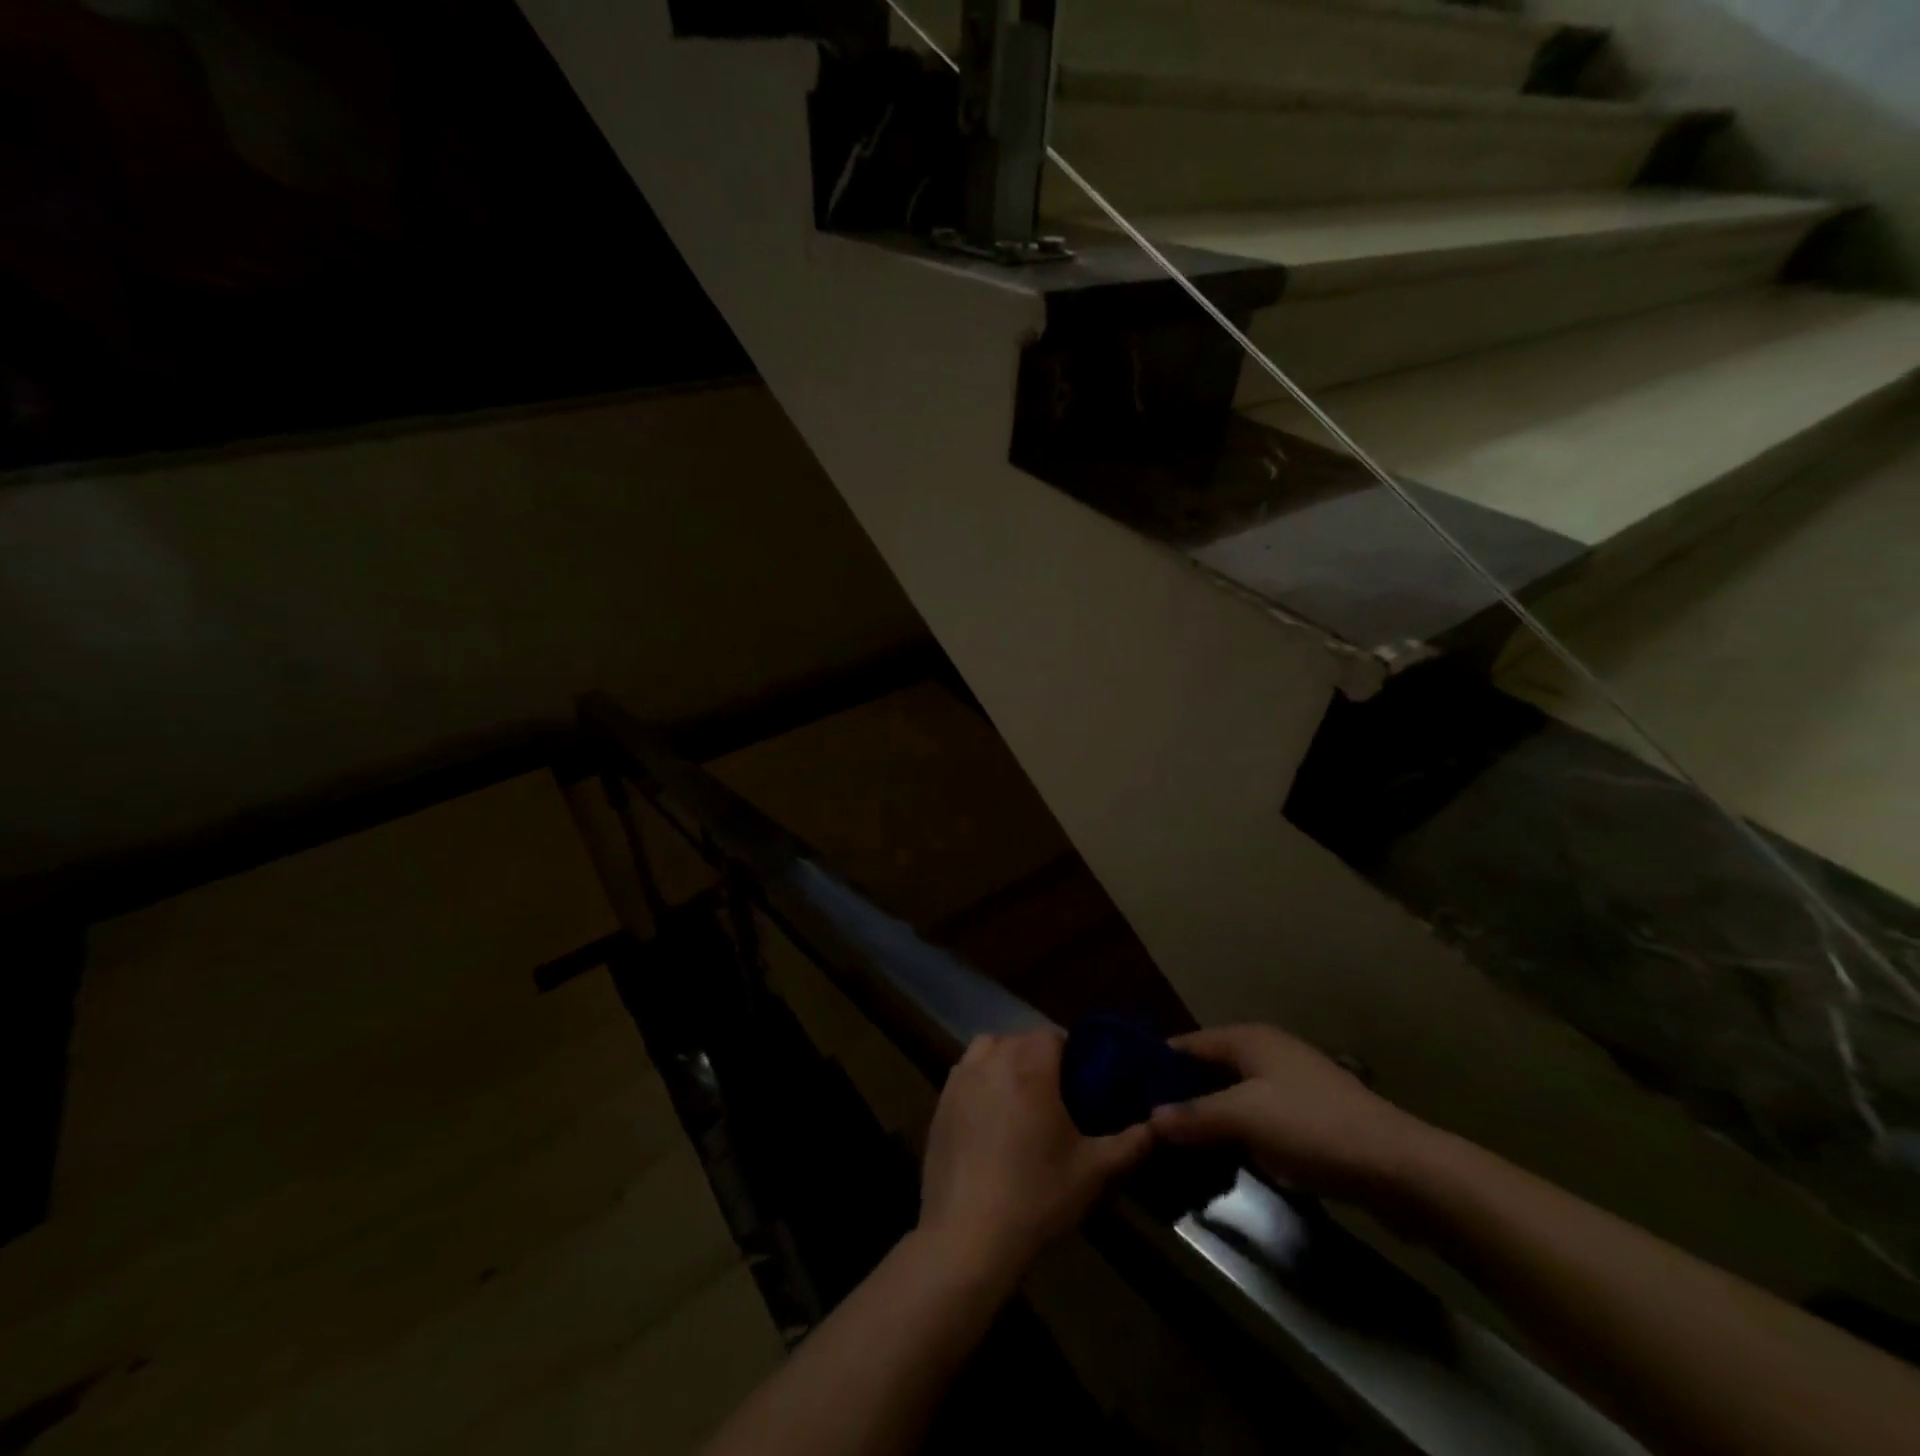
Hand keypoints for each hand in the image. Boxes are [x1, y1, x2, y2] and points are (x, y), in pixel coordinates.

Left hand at [918, 1029, 1153, 1282]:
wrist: (968, 1235)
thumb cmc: (1036, 1197)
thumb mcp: (1093, 1172)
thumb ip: (1130, 1142)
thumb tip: (1157, 1126)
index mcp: (1029, 1066)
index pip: (1052, 1035)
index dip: (1070, 1053)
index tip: (1082, 1083)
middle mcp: (991, 1060)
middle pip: (1020, 1039)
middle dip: (1039, 1058)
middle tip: (1057, 1097)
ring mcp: (960, 1079)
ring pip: (988, 1049)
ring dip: (1006, 1062)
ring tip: (1020, 1101)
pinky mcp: (940, 1102)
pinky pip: (965, 1074)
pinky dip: (980, 1081)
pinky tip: (990, 1120)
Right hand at [1151, 1025, 1432, 1206]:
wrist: (1400, 1167)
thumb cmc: (1314, 1127)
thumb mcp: (1246, 1118)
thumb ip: (1194, 1115)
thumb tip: (1148, 1117)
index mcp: (1248, 1039)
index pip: (1187, 1044)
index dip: (1156, 1063)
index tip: (1123, 1088)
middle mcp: (1266, 1052)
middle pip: (1208, 1069)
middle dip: (1178, 1093)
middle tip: (1142, 1122)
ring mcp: (1289, 1084)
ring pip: (1232, 1095)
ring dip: (1207, 1116)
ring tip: (1172, 1144)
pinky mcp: (1307, 1117)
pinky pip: (1255, 1117)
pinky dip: (1235, 1132)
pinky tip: (1219, 1156)